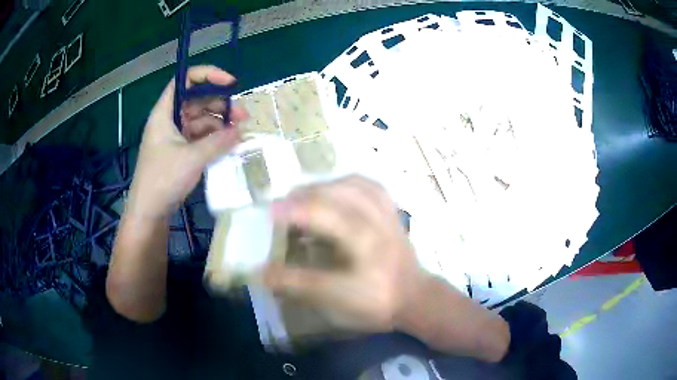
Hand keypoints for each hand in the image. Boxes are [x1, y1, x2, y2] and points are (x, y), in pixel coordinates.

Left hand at [127, 65, 247, 218]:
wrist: (149, 211)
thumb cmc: (163, 179)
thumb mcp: (192, 158)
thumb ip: (218, 142)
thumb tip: (241, 130)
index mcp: (165, 113)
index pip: (185, 81)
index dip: (207, 75)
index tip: (230, 84)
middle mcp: (170, 120)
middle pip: (198, 101)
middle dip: (221, 105)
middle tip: (243, 116)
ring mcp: (175, 136)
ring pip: (201, 120)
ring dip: (220, 124)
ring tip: (239, 133)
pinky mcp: (181, 151)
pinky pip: (201, 137)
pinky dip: (214, 139)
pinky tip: (229, 145)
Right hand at [264, 176, 427, 331]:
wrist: (416, 298)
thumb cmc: (376, 302)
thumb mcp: (335, 300)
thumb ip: (298, 284)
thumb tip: (262, 272)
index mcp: (364, 242)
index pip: (322, 216)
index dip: (292, 212)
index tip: (268, 212)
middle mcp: (375, 219)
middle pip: (335, 194)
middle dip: (302, 196)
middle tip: (280, 206)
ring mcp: (386, 212)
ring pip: (352, 184)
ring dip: (323, 186)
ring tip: (303, 196)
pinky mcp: (392, 210)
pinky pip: (369, 185)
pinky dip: (347, 182)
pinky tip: (335, 188)